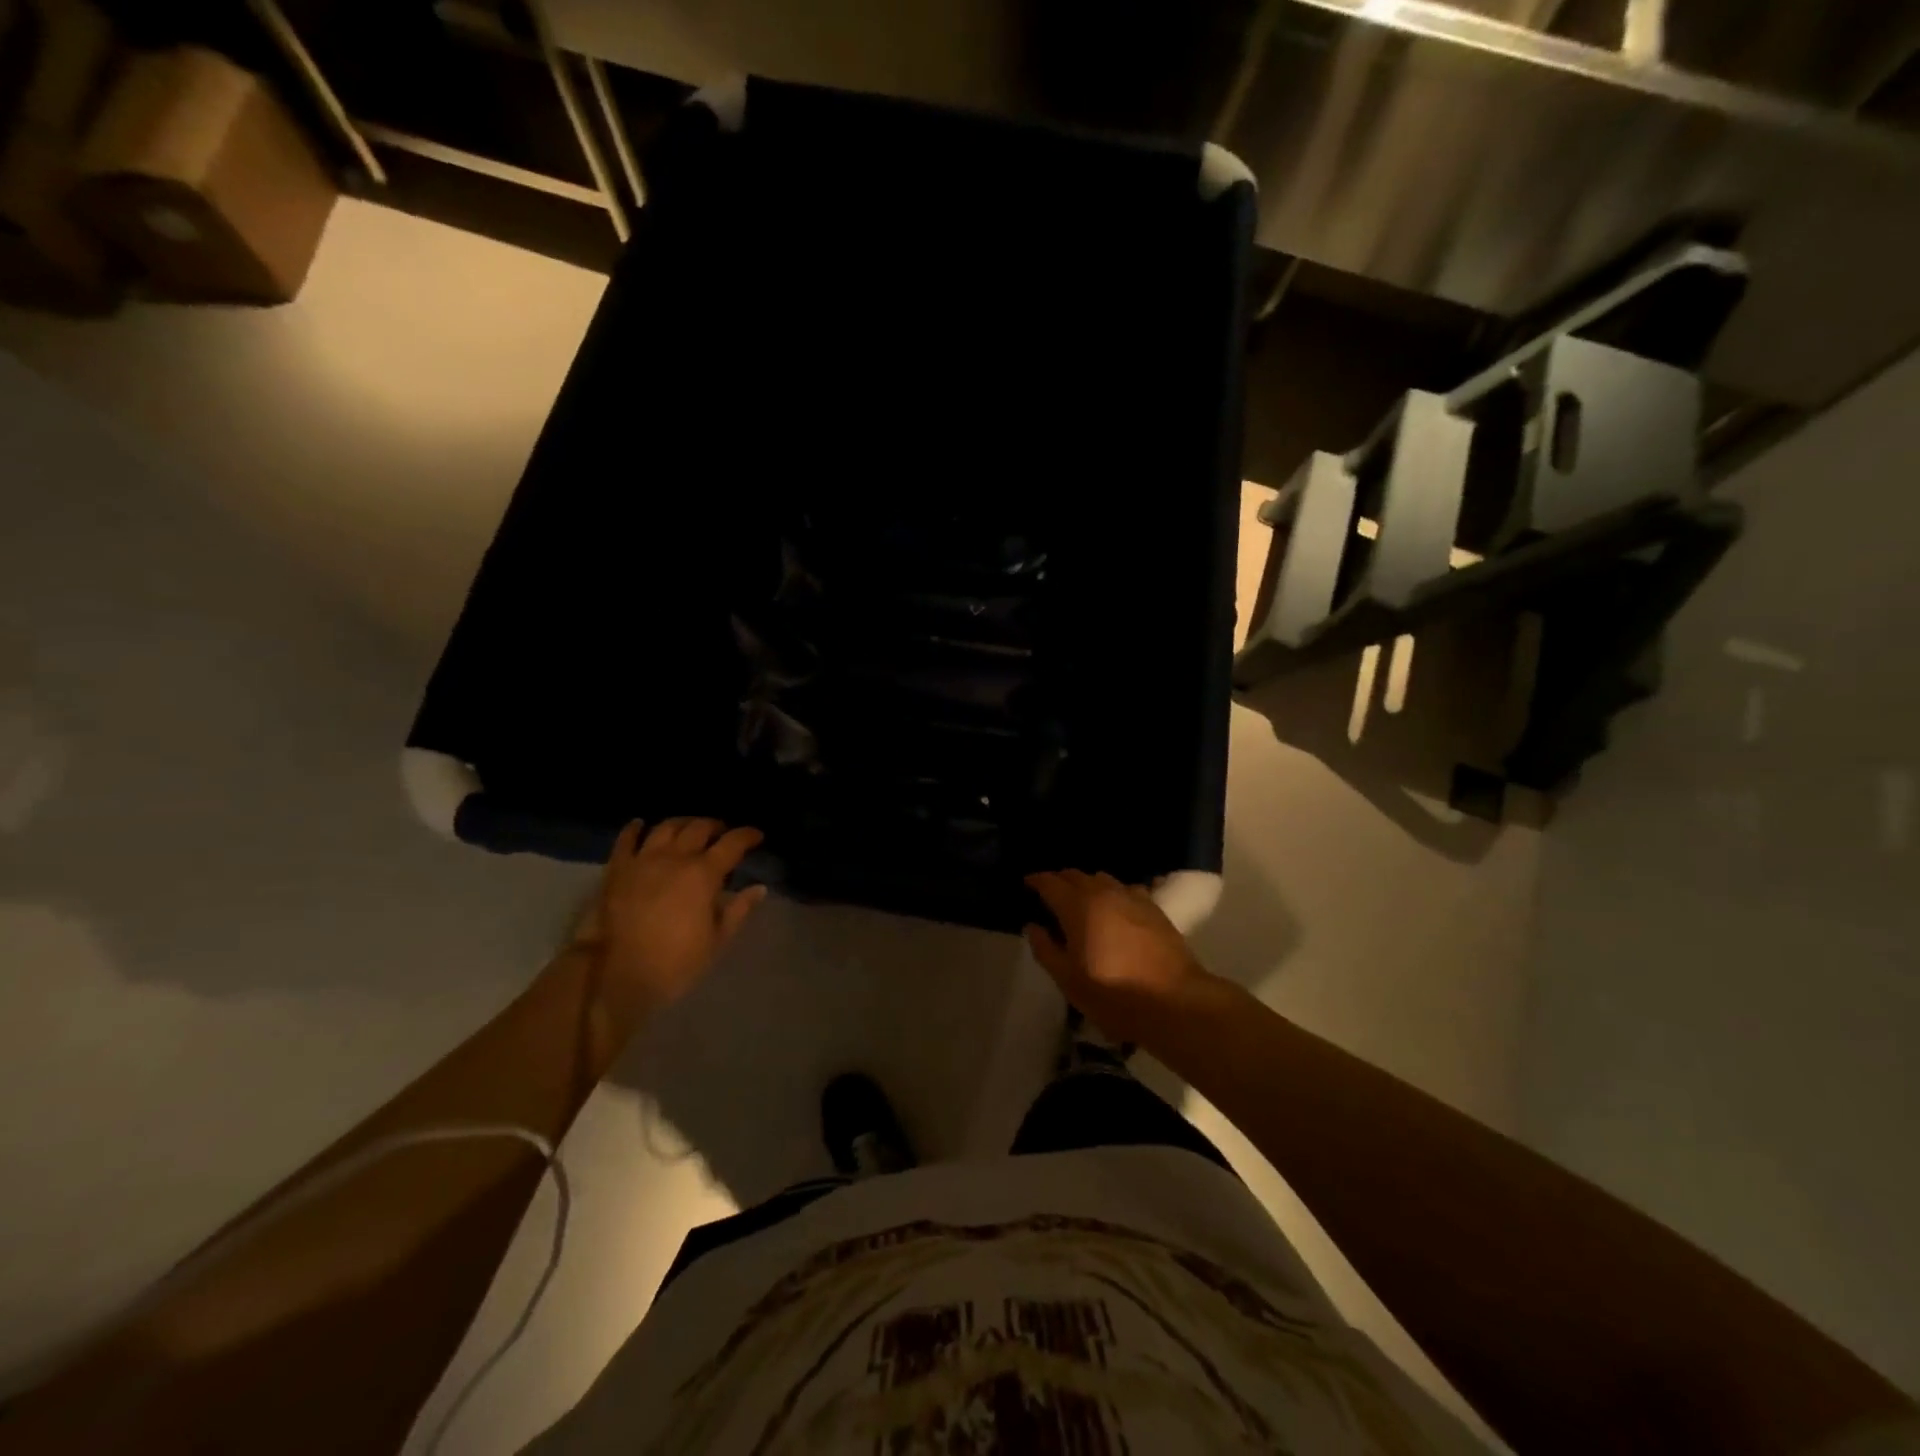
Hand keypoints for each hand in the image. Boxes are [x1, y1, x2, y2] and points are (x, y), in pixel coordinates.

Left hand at [579, 818, 767, 1019]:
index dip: (747, 836)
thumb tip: (758, 888)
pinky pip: (626, 840)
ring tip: (689, 828)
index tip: (757, 836)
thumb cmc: (675, 963)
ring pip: (666, 827)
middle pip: (699, 828)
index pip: (732, 843)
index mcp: (703, 874)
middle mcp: (675, 858)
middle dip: (716, 826)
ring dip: (682, 823)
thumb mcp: (716, 941)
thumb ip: (738, 910)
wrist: (616, 977)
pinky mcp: (617, 870)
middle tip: (723, 834)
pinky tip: (640, 825)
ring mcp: (643, 860)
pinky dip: (635, 829)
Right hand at [1023, 869, 1215, 1045]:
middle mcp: (1104, 892)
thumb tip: (1033, 926)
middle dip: (1060, 881)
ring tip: (1082, 900)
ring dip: (1087, 885)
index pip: (1050, 882)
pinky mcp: (1154, 908)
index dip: (1036, 881)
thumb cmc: (1113, 994)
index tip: (1027, 884)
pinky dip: (1113, 892)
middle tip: (1051, 895)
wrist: (1174, 1001)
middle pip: (1076, 875)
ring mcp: (1132, 897)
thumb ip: (1045, 949)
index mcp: (1078, 906)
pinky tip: (1115, 907)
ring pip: (1102, 879)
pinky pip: (1126, 889)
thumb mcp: (1068, 980)